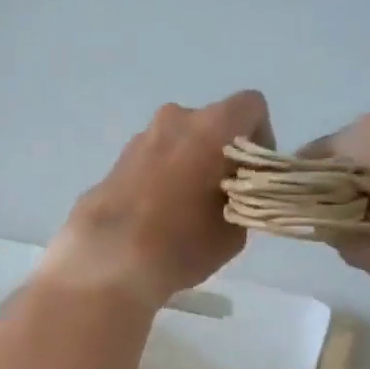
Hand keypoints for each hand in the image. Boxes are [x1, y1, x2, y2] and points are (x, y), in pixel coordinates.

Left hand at [45, 91, 273, 306]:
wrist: (108, 261)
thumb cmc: (182, 243)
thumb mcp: (234, 230)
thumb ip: (242, 197)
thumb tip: (229, 191)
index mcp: (211, 126)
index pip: (251, 107)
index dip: (261, 138)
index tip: (252, 175)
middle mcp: (173, 120)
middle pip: (210, 124)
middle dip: (220, 153)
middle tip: (219, 195)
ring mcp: (139, 139)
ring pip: (177, 142)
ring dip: (188, 165)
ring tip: (184, 210)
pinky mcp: (114, 163)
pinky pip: (151, 162)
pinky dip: (160, 179)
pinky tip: (155, 217)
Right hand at [301, 114, 369, 288]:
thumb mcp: (359, 249)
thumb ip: (329, 231)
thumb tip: (324, 220)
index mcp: (359, 137)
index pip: (305, 159)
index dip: (296, 190)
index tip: (301, 216)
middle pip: (342, 155)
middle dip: (333, 185)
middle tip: (338, 223)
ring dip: (367, 184)